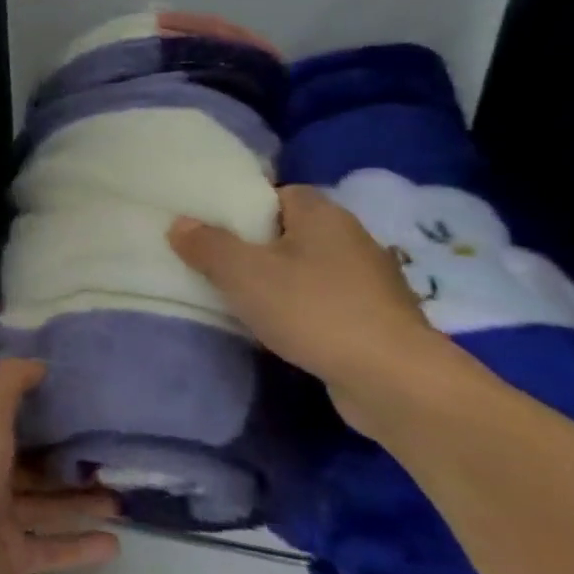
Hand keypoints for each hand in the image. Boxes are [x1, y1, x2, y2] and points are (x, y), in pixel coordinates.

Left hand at [0, 359, 118, 573]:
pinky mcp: (8, 558)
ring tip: (124, 496)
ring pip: (44, 504)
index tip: (85, 400)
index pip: (8, 415)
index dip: (41, 407)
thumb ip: (8, 383)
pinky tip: (116, 542)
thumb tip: (38, 362)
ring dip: (80, 500)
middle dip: (67, 458)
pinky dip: (80, 546)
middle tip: (115, 454)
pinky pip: (50, 549)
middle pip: (30, 461)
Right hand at [169, 185, 442, 428]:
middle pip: (292, 231)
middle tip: (217, 263)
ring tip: (240, 298)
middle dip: (256, 245)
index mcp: (324, 216)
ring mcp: (370, 282)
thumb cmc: (312, 309)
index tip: (215, 228)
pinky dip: (301, 309)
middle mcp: (353, 240)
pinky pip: (325, 301)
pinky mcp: (376, 319)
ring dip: (279, 280)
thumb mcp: (241, 272)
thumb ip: (206, 244)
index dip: (246, 207)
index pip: (281, 194)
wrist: (393, 380)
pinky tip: (279, 327)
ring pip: (308, 269)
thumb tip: (180, 224)